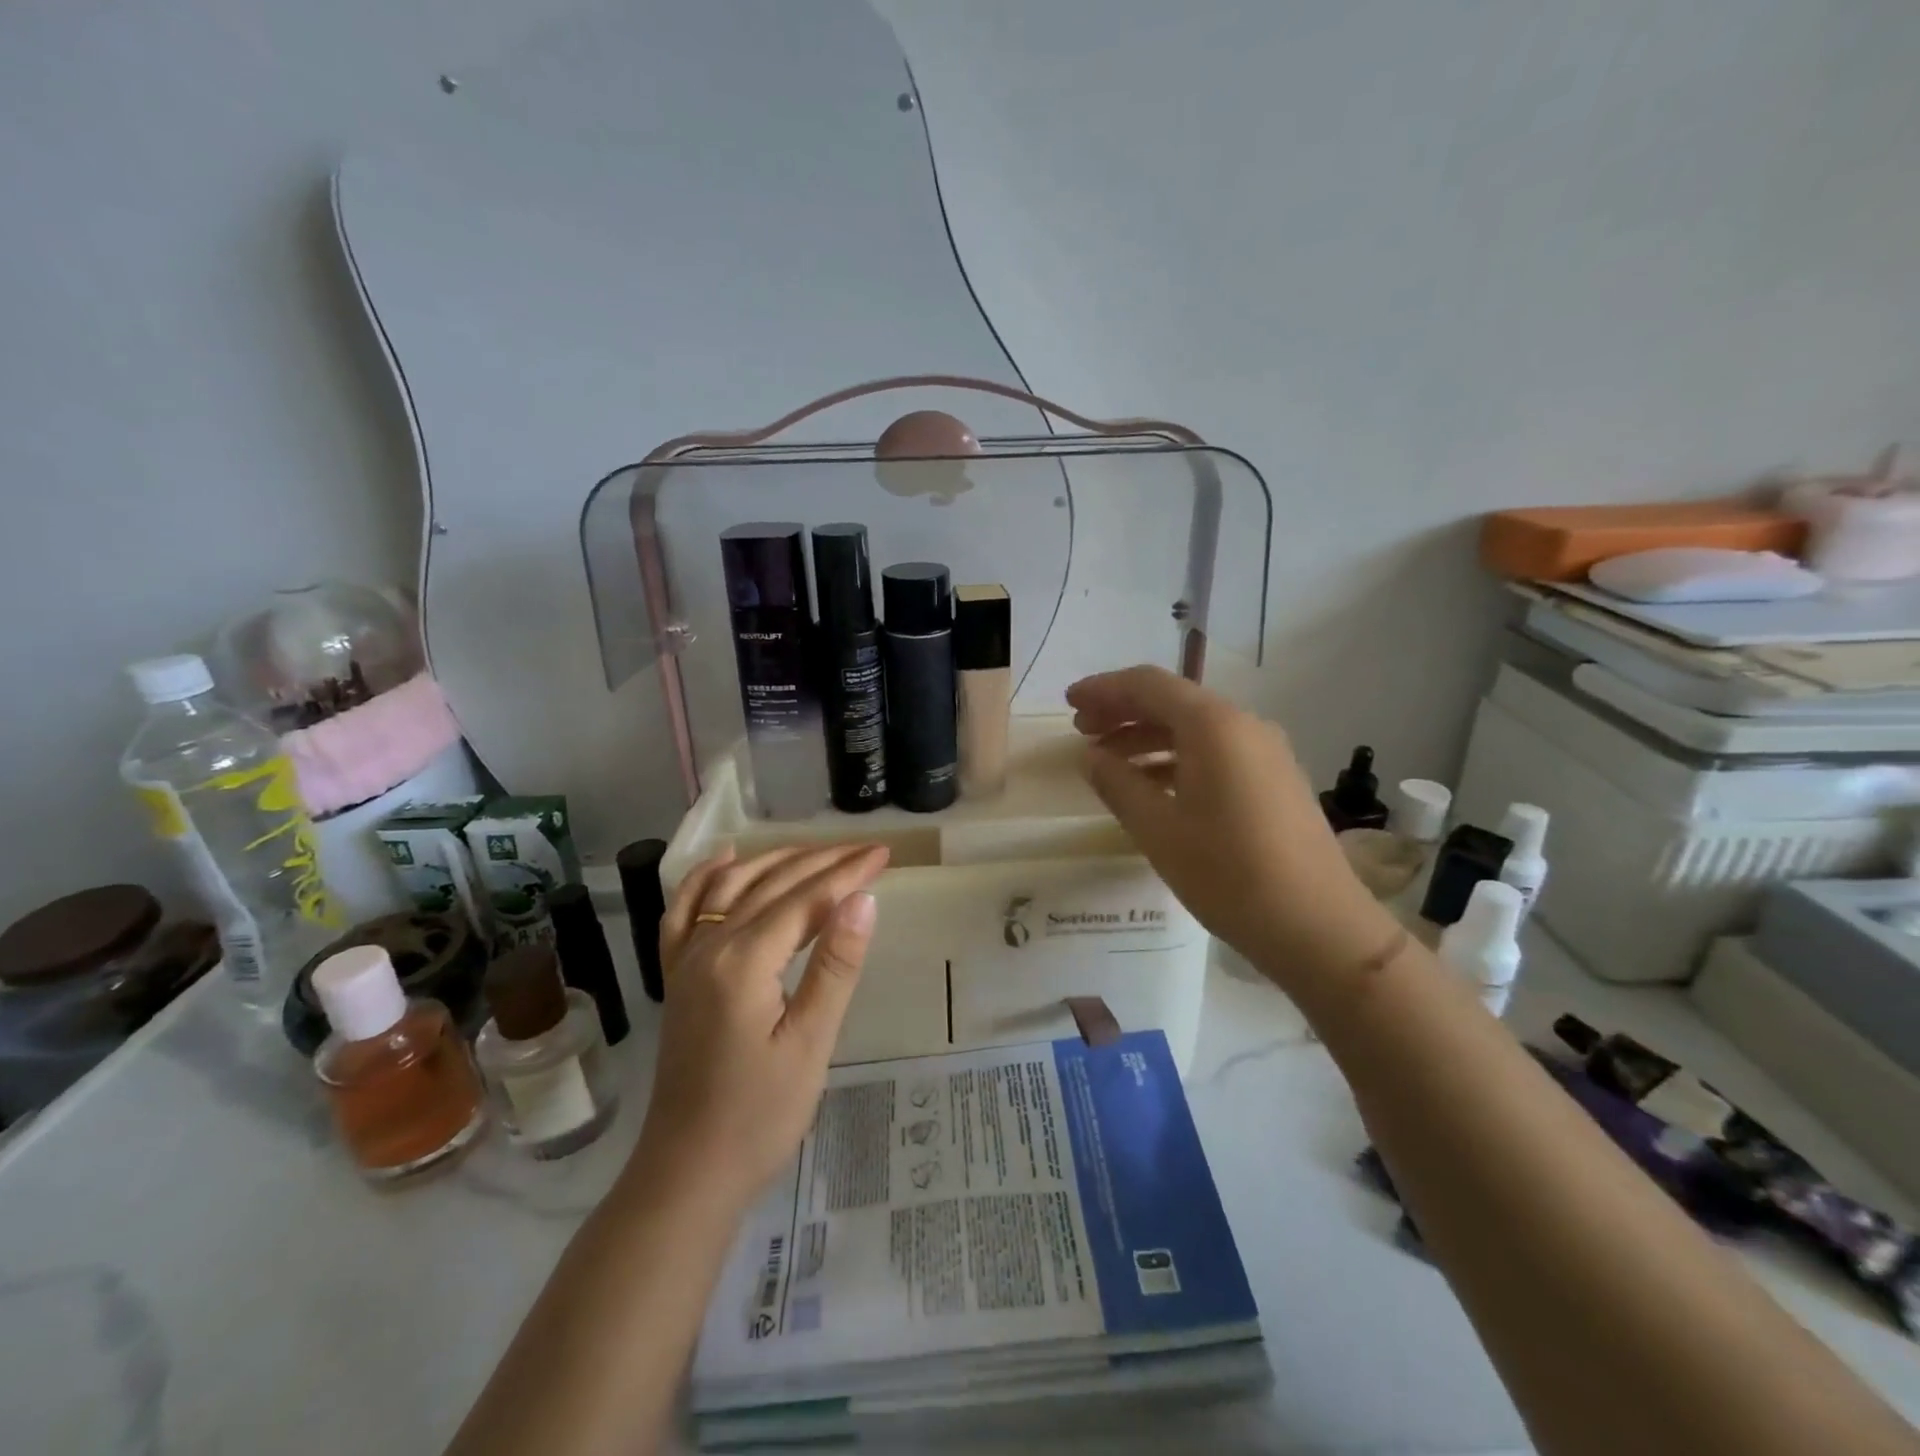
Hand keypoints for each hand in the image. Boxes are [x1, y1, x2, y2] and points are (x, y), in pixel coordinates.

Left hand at [632, 843, 887, 1209]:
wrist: (688, 1173)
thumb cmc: (759, 1116)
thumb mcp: (811, 1043)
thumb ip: (835, 966)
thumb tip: (863, 899)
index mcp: (744, 961)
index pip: (806, 900)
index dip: (847, 873)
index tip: (884, 853)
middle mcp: (709, 946)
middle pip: (771, 884)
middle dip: (822, 861)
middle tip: (867, 849)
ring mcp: (686, 959)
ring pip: (731, 887)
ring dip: (775, 861)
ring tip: (817, 850)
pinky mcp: (678, 977)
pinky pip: (684, 911)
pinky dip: (705, 878)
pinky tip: (724, 859)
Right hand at [1067, 665, 1398, 993]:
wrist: (1318, 926)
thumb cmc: (1228, 874)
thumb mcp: (1158, 829)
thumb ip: (1117, 784)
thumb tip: (1091, 757)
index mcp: (1214, 726)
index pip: (1148, 685)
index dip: (1104, 689)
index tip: (1069, 703)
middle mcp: (1243, 725)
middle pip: (1173, 701)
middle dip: (1123, 711)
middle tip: (1081, 730)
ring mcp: (1265, 752)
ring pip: (1194, 728)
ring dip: (1147, 736)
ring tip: (1108, 760)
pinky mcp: (1274, 779)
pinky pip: (1215, 752)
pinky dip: (1176, 757)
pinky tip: (1152, 784)